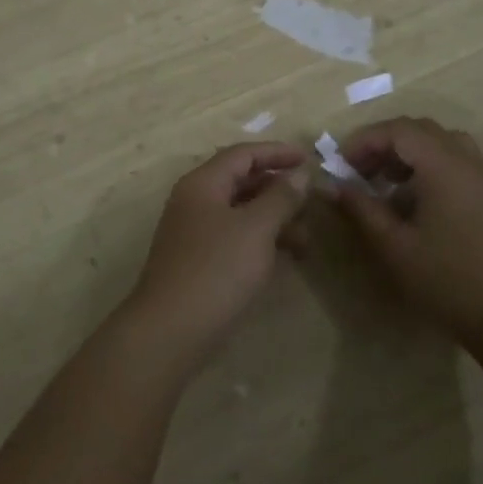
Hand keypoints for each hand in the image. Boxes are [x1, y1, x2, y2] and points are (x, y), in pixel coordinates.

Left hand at [123, 142, 310, 371]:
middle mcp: (195, 201)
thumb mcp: (256, 229)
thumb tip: (299, 174)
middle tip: (311, 201)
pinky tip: (283, 258)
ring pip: (240, 212)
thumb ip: (280, 197)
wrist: (170, 330)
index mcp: (203, 184)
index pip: (243, 154)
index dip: (276, 153)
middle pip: (241, 181)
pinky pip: (235, 237)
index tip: (308, 158)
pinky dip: (260, 240)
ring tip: (306, 240)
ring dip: (274, 219)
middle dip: (278, 188)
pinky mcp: (198, 261)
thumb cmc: (216, 270)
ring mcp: (194, 232)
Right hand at [326, 117, 482, 351]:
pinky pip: (458, 160)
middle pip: (420, 130)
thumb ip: (361, 208)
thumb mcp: (393, 245)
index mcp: (444, 166)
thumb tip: (332, 185)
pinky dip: (431, 165)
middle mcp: (469, 160)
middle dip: (385, 144)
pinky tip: (417, 201)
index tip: (341, 165)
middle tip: (359, 171)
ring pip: (442, 143)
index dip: (365, 140)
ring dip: (409, 153)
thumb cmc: (446, 280)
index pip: (398, 130)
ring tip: (386, 182)